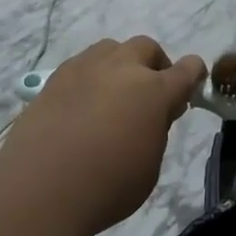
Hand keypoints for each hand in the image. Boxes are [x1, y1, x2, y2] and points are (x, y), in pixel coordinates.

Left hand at [1, 37, 205, 235]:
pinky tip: (84, 104)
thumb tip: (150, 115)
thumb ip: (155, 131)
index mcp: (154, 91)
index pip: (186, 70)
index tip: (191, 87)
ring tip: (114, 94)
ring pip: (110, 49)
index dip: (194, 75)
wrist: (41, 188)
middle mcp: (121, 69)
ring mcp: (84, 69)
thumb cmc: (108, 186)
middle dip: (154, 65)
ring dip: (120, 65)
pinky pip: (81, 65)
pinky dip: (91, 77)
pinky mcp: (54, 79)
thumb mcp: (149, 164)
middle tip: (150, 93)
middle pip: (146, 48)